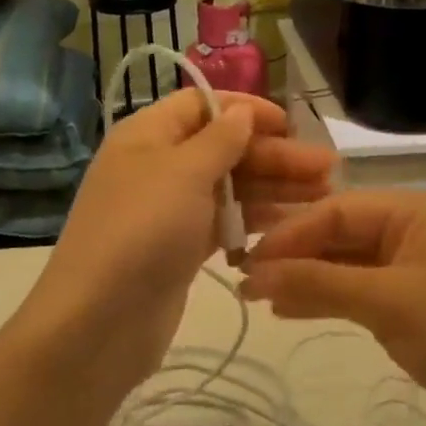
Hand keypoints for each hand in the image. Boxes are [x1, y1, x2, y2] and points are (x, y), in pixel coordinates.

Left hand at [19, 90, 335, 398]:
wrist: (99, 320)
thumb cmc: (142, 230)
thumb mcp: (183, 173)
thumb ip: (219, 139)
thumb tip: (241, 112)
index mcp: (147, 135)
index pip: (201, 105)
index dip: (246, 109)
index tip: (291, 125)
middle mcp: (156, 166)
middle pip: (222, 148)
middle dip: (273, 155)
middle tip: (327, 169)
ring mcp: (168, 211)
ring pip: (228, 188)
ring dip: (272, 188)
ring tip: (322, 197)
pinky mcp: (179, 249)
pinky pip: (223, 223)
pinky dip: (253, 221)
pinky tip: (291, 226)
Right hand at [238, 191, 425, 425]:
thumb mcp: (387, 303)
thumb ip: (318, 282)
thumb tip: (254, 273)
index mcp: (417, 211)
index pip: (337, 211)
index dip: (290, 234)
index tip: (247, 260)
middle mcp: (415, 230)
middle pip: (340, 233)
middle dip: (294, 256)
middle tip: (245, 279)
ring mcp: (414, 268)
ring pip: (346, 263)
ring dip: (305, 278)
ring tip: (258, 297)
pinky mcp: (413, 303)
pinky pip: (359, 290)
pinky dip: (327, 298)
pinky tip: (290, 309)